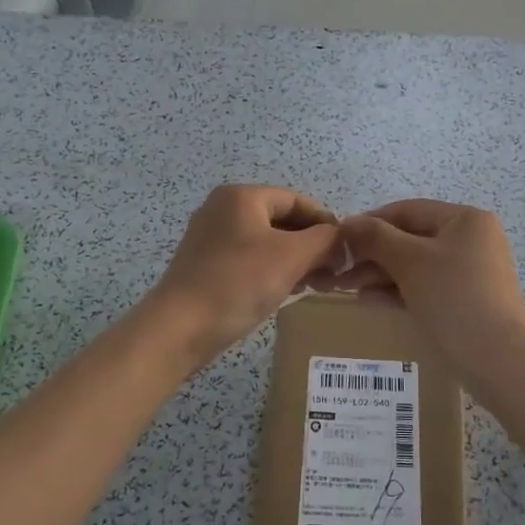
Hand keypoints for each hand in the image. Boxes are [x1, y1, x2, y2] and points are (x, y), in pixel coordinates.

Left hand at [148, 185, 340, 357]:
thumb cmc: (238, 283)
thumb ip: (325, 240)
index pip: (296, 200)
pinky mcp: (205, 265)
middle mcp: (222, 209)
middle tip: (333, 273)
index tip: (345, 251)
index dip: (325, 223)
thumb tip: (341, 240)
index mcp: (241, 197)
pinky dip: (271, 270)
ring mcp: (210, 238)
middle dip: (311, 245)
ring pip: (266, 242)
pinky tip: (286, 291)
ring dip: (294, 260)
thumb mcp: (292, 256)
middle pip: (281, 220)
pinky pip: (248, 259)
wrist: (179, 328)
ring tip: (316, 284)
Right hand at [317, 199, 524, 374]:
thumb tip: (347, 222)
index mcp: (465, 220)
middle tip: (339, 270)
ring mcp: (471, 272)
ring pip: (416, 265)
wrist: (498, 359)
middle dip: (373, 254)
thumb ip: (376, 238)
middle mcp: (471, 240)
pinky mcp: (466, 300)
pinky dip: (399, 291)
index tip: (338, 240)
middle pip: (411, 238)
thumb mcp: (410, 261)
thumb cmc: (453, 297)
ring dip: (381, 274)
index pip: (408, 211)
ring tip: (348, 288)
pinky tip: (370, 301)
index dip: (370, 223)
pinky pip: (426, 286)